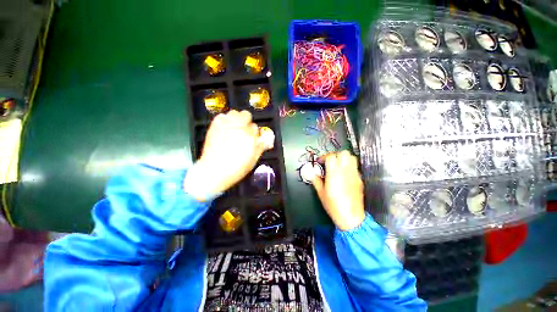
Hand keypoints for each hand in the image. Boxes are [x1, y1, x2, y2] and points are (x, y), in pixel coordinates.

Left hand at [184, 110, 268, 200]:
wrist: (214, 171)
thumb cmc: (235, 169)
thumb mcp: (253, 160)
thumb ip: (261, 147)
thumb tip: (268, 140)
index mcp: (250, 137)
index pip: (256, 127)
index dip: (254, 133)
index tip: (252, 138)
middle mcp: (238, 129)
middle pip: (246, 115)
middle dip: (247, 122)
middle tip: (244, 131)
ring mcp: (225, 126)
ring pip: (234, 113)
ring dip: (236, 119)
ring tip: (234, 128)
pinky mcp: (215, 127)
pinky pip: (221, 116)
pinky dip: (225, 120)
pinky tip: (225, 128)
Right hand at [312, 150, 365, 230]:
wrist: (351, 217)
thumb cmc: (334, 206)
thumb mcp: (321, 193)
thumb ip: (316, 180)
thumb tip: (312, 173)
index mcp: (334, 174)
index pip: (331, 157)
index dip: (324, 157)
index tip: (321, 162)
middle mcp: (345, 172)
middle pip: (343, 153)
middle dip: (335, 155)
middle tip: (330, 161)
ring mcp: (354, 175)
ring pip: (352, 158)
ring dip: (344, 158)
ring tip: (338, 166)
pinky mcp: (359, 180)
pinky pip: (355, 167)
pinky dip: (349, 166)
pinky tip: (344, 174)